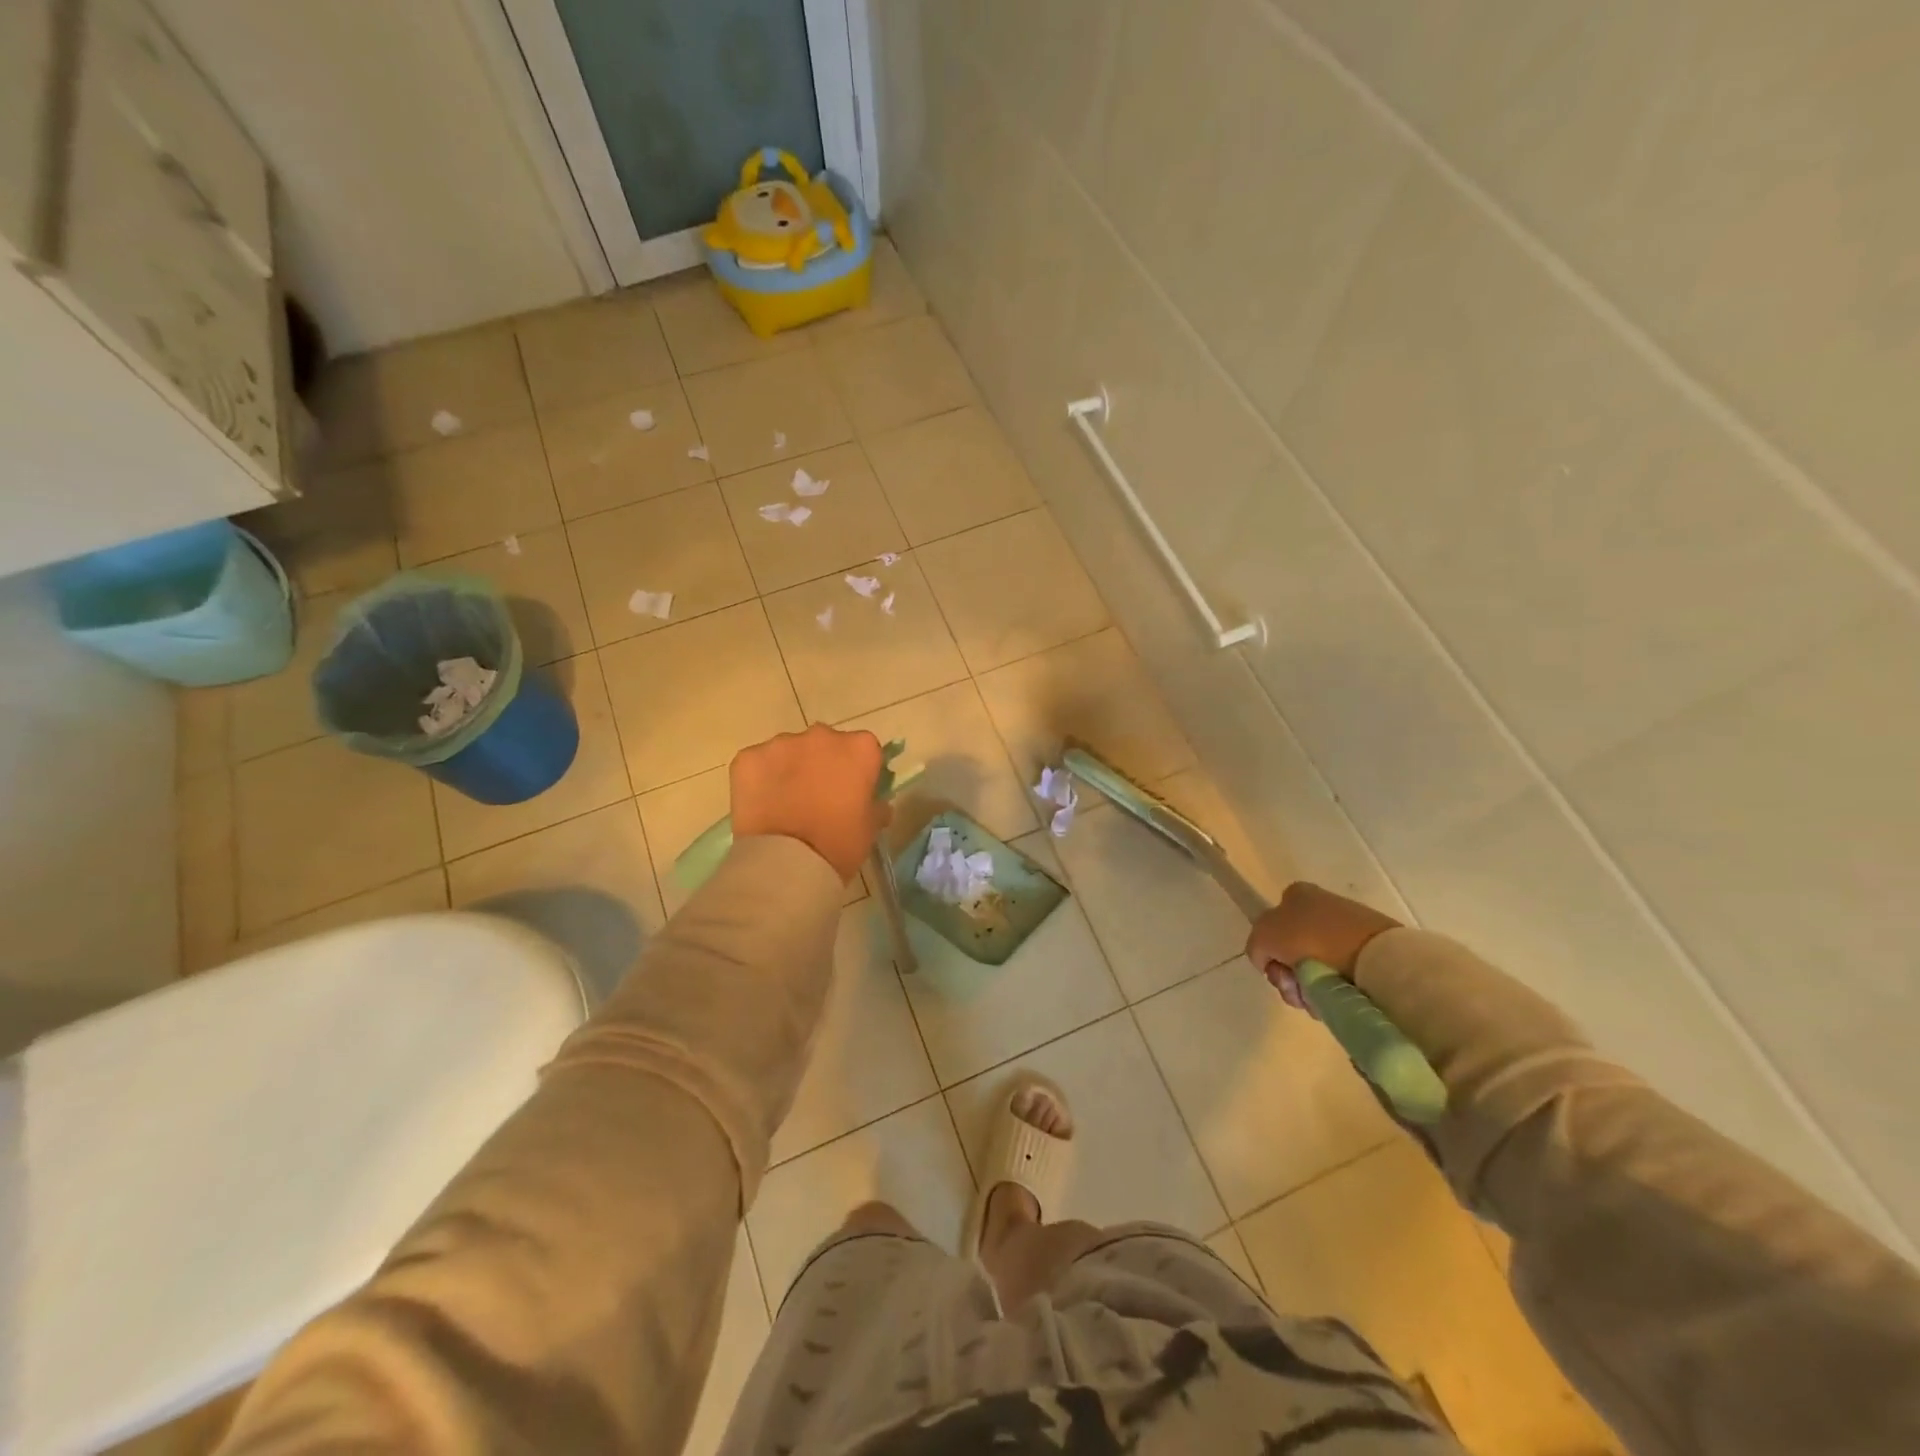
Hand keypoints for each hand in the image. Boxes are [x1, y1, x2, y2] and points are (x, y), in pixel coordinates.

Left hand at [730, 724, 891, 882]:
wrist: (786, 862)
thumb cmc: (839, 844)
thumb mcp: (870, 829)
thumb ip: (876, 807)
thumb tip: (876, 803)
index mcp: (859, 749)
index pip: (863, 750)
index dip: (857, 771)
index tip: (851, 793)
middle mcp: (822, 736)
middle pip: (825, 744)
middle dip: (822, 764)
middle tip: (817, 798)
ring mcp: (781, 744)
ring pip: (789, 751)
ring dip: (790, 769)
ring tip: (785, 804)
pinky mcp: (748, 757)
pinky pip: (758, 763)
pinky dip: (760, 779)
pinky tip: (762, 805)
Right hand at [1246, 882, 1399, 1013]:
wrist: (1372, 956)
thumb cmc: (1311, 937)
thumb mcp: (1263, 935)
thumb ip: (1256, 946)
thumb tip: (1268, 961)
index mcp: (1297, 894)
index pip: (1271, 925)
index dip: (1269, 950)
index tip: (1277, 968)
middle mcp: (1322, 907)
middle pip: (1291, 951)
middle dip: (1288, 975)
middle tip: (1295, 988)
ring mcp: (1348, 930)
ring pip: (1314, 967)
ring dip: (1308, 988)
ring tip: (1317, 1000)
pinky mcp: (1369, 953)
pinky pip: (1339, 977)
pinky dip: (1332, 991)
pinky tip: (1335, 1000)